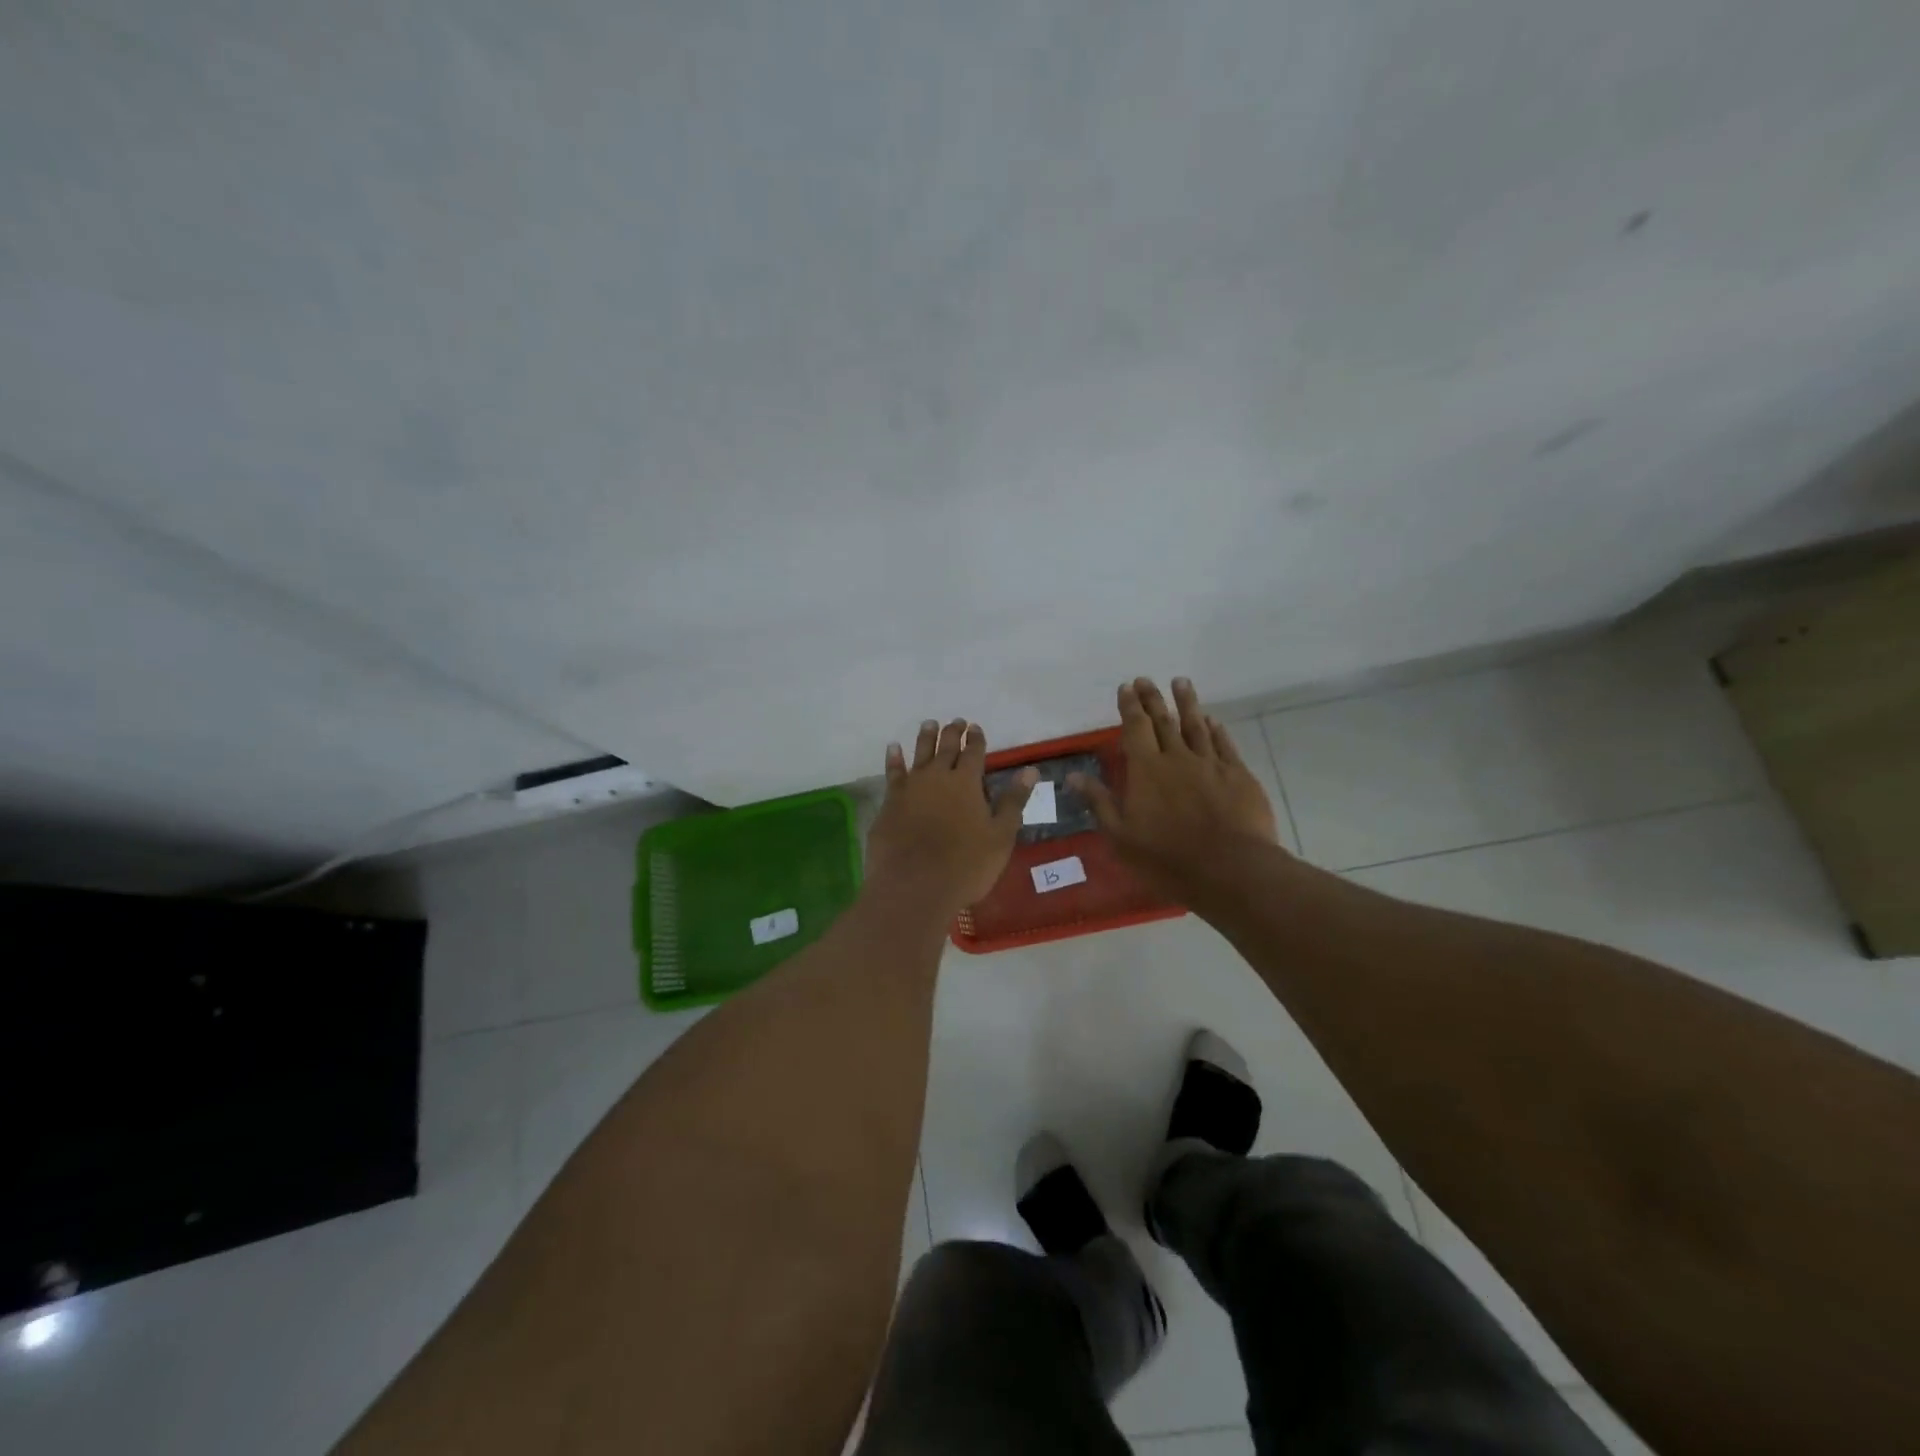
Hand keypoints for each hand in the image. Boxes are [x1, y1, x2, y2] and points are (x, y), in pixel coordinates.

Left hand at [868, 719, 1036, 915]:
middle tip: (956, 721)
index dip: (976, 739)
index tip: (976, 728)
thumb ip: (1013, 801)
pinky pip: (893, 773)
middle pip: (946, 748)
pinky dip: (894, 758)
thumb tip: (1030, 770)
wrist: (914, 886)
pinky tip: (893, 748)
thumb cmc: (966, 865)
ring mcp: (910, 788)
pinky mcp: (890, 803)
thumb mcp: (1000, 836)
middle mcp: (937, 777)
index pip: (974, 753)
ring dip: (925, 738)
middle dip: (952, 733)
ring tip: (929, 724)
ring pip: (919, 754)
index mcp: (967, 783)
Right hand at [1073, 678, 1279, 897]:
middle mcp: (1177, 758)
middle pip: (1164, 721)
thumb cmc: (1167, 858)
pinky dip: (1217, 730)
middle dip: (1153, 698)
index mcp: (1146, 770)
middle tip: (1146, 680)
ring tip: (1181, 682)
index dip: (1129, 707)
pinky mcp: (1239, 776)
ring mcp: (1211, 764)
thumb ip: (1099, 802)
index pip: (1135, 729)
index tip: (1126, 687)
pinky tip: (1213, 721)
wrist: (1230, 869)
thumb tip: (1073, 775)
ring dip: (1187, 703)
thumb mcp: (1121, 836)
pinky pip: (1224, 745)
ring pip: (1196, 726)